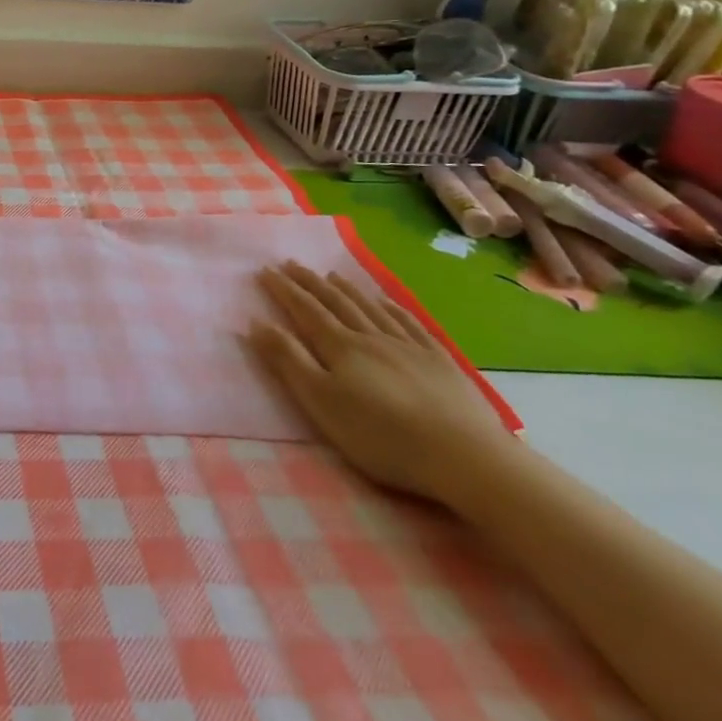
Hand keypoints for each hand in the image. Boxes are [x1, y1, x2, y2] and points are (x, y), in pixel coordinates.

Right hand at [246, 261, 517, 505]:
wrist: (465, 456)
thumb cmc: (382, 435)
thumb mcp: (321, 402)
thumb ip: (288, 360)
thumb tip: (257, 321)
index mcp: (340, 347)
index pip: (305, 310)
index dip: (284, 290)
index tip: (265, 270)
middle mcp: (371, 337)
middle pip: (336, 303)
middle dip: (310, 283)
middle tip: (291, 264)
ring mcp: (408, 346)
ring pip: (370, 308)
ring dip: (347, 289)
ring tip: (330, 274)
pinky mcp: (439, 361)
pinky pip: (409, 323)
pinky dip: (391, 307)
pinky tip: (385, 300)